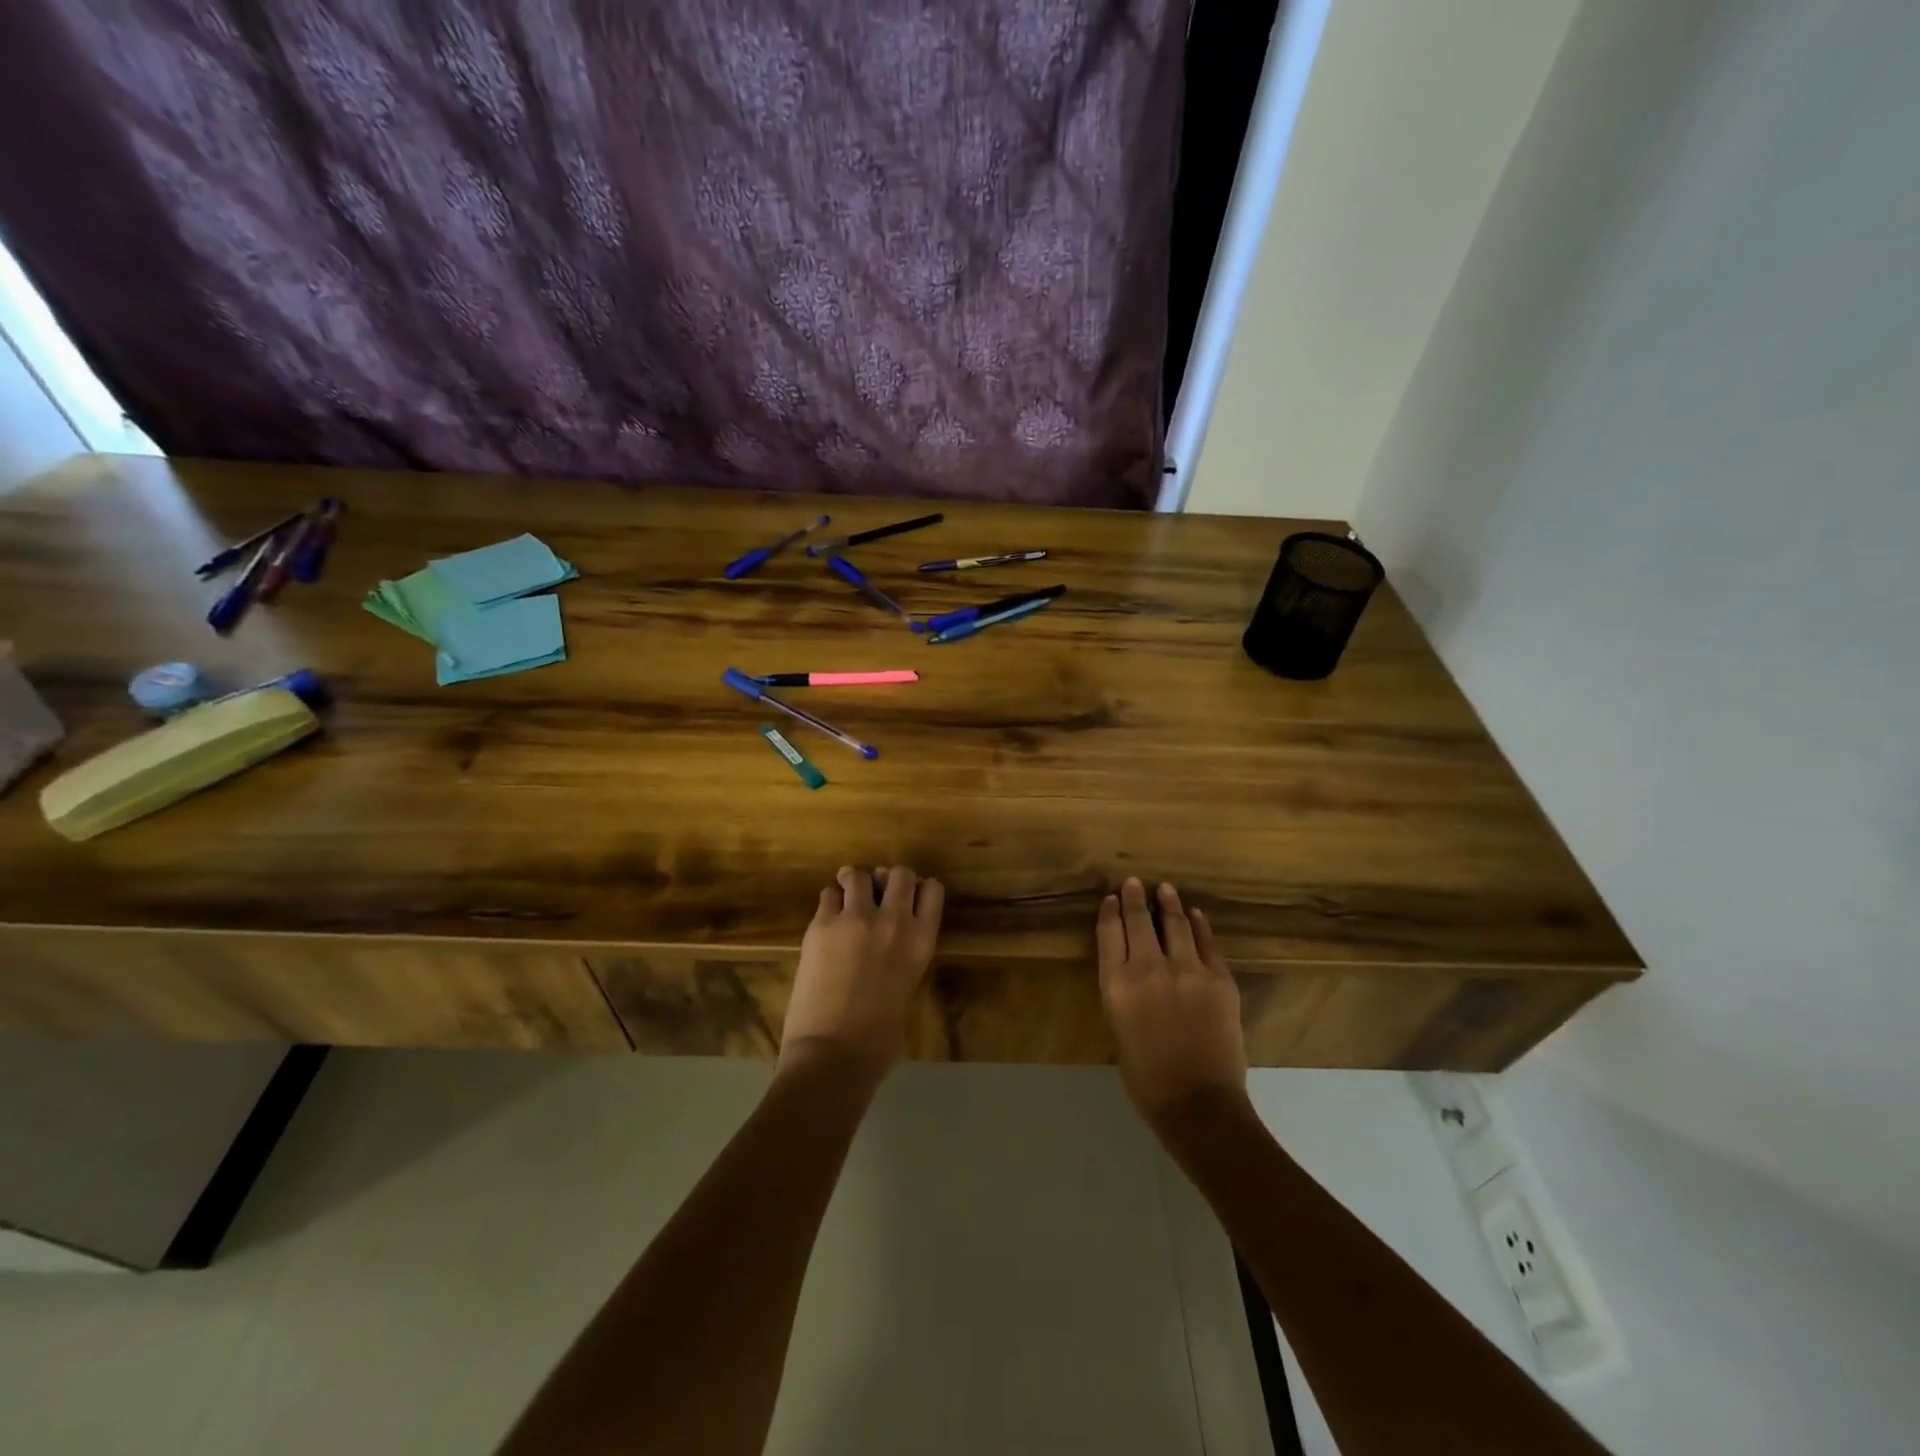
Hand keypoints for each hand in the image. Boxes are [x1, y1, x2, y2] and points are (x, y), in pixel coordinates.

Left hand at [781, 865, 944, 1084]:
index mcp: (922, 941)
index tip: (907, 897)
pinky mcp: (821, 925)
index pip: (931, 889)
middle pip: (898, 873)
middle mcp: (894, 920)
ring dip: (854, 883)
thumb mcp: (906, 988)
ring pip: (858, 875)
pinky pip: (827, 894)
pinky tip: (827, 918)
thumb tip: (888, 946)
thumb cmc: (878, 1040)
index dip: (918, 889)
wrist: (833, 1054)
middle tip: (876, 893)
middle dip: (887, 879)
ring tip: (846, 896)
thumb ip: (902, 957)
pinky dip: (829, 900)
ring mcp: (856, 918)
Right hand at [1097, 878, 1248, 1134]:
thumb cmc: (1148, 1079)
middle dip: (1135, 898)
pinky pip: (1207, 943)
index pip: (1110, 934)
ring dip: (1169, 904)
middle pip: (1138, 921)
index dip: (1111, 912)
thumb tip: (1135, 973)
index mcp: (1117, 985)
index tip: (1113, 898)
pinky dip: (1200, 926)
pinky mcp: (1219, 979)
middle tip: (1135, 882)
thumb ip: (1124, 995)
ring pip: (1175, 924)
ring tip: (1165, 890)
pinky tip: (1196, 916)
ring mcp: (1187, 970)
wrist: (1199, 1104)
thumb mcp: (1119, 1030)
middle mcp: (1148, 968)